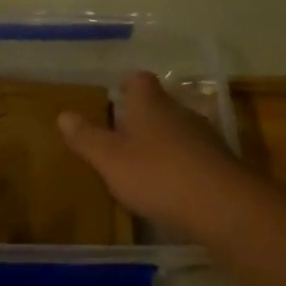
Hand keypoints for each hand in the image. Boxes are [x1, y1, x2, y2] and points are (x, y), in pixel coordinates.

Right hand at [58, 70, 250, 238]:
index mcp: (151, 105)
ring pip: (178, 130)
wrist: (221, 205)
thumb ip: (86, 138)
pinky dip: (180, 164)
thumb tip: (63, 114)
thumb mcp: (109, 159)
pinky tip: (170, 185)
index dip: (126, 85)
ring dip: (163, 141)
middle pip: (160, 105)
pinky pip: (194, 156)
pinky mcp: (220, 164)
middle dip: (142, 116)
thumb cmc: (156, 174)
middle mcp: (180, 113)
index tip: (115, 95)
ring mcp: (205, 137)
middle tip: (120, 133)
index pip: (139, 80)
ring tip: (143, 161)